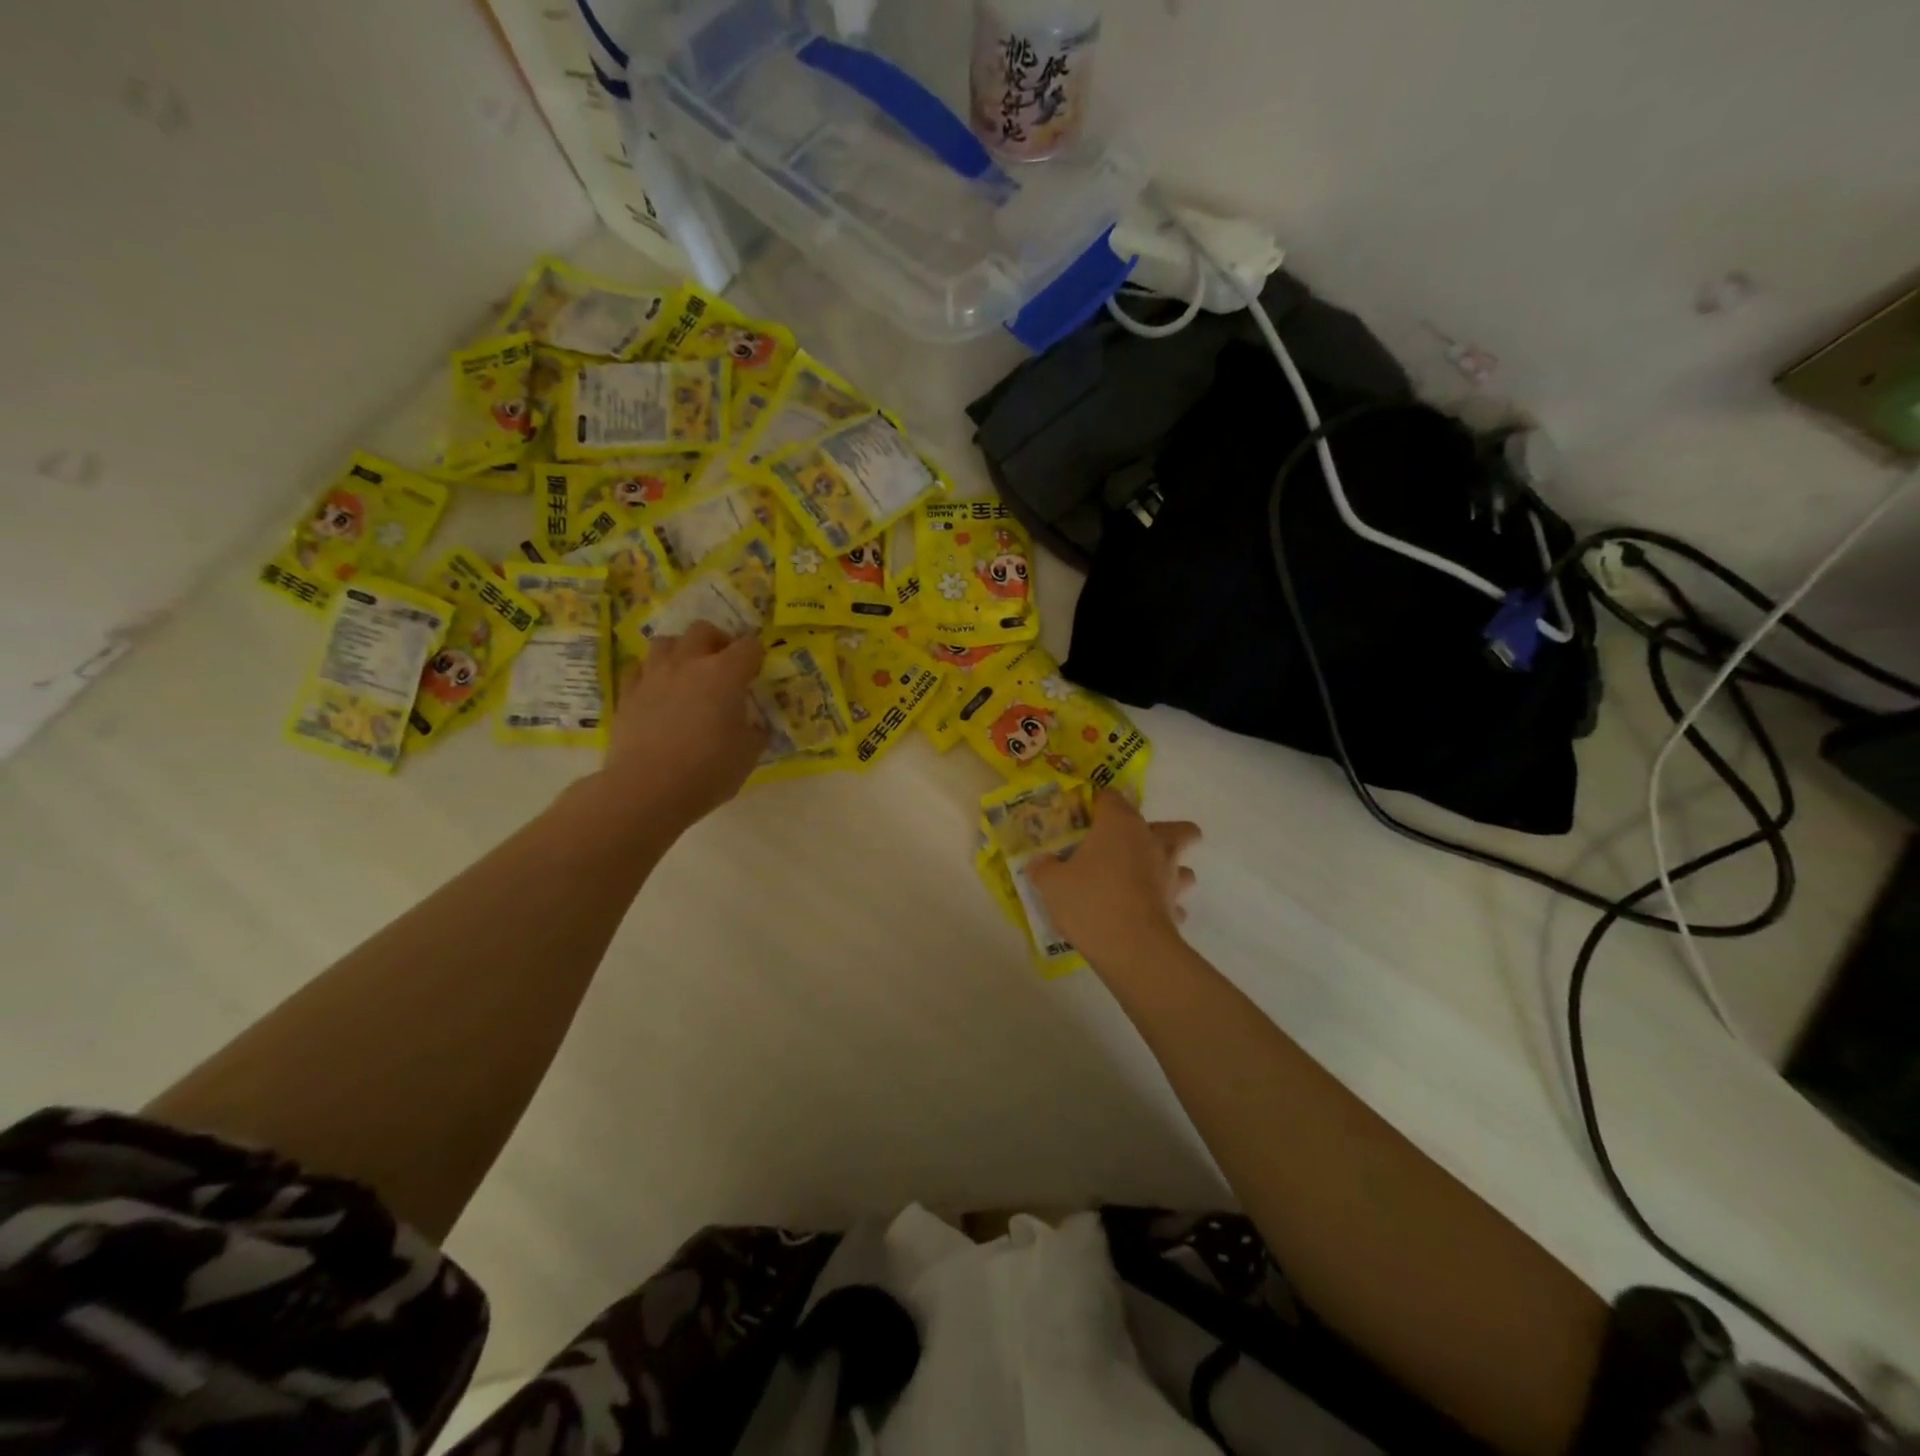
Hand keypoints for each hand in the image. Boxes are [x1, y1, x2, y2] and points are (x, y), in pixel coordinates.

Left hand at [602, 622, 767, 826]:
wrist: (647, 789)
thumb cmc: (708, 771)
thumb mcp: (748, 755)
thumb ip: (755, 732)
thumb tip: (755, 725)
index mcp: (724, 674)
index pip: (749, 646)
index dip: (757, 655)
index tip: (758, 670)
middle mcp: (688, 664)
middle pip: (703, 630)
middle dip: (717, 641)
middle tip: (724, 664)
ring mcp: (653, 676)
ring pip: (665, 642)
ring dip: (681, 650)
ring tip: (687, 672)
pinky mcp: (627, 693)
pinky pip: (638, 668)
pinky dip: (651, 673)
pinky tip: (657, 690)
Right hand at [1029, 791, 1199, 966]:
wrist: (1130, 947)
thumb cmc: (1089, 901)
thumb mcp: (1051, 883)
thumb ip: (1043, 867)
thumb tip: (1039, 862)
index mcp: (1120, 825)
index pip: (1112, 797)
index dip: (1098, 803)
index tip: (1084, 818)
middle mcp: (1152, 842)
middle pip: (1178, 828)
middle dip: (1164, 832)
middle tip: (1135, 847)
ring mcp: (1170, 875)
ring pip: (1185, 865)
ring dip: (1171, 870)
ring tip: (1146, 881)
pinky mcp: (1176, 907)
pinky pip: (1176, 902)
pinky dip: (1166, 905)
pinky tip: (1146, 913)